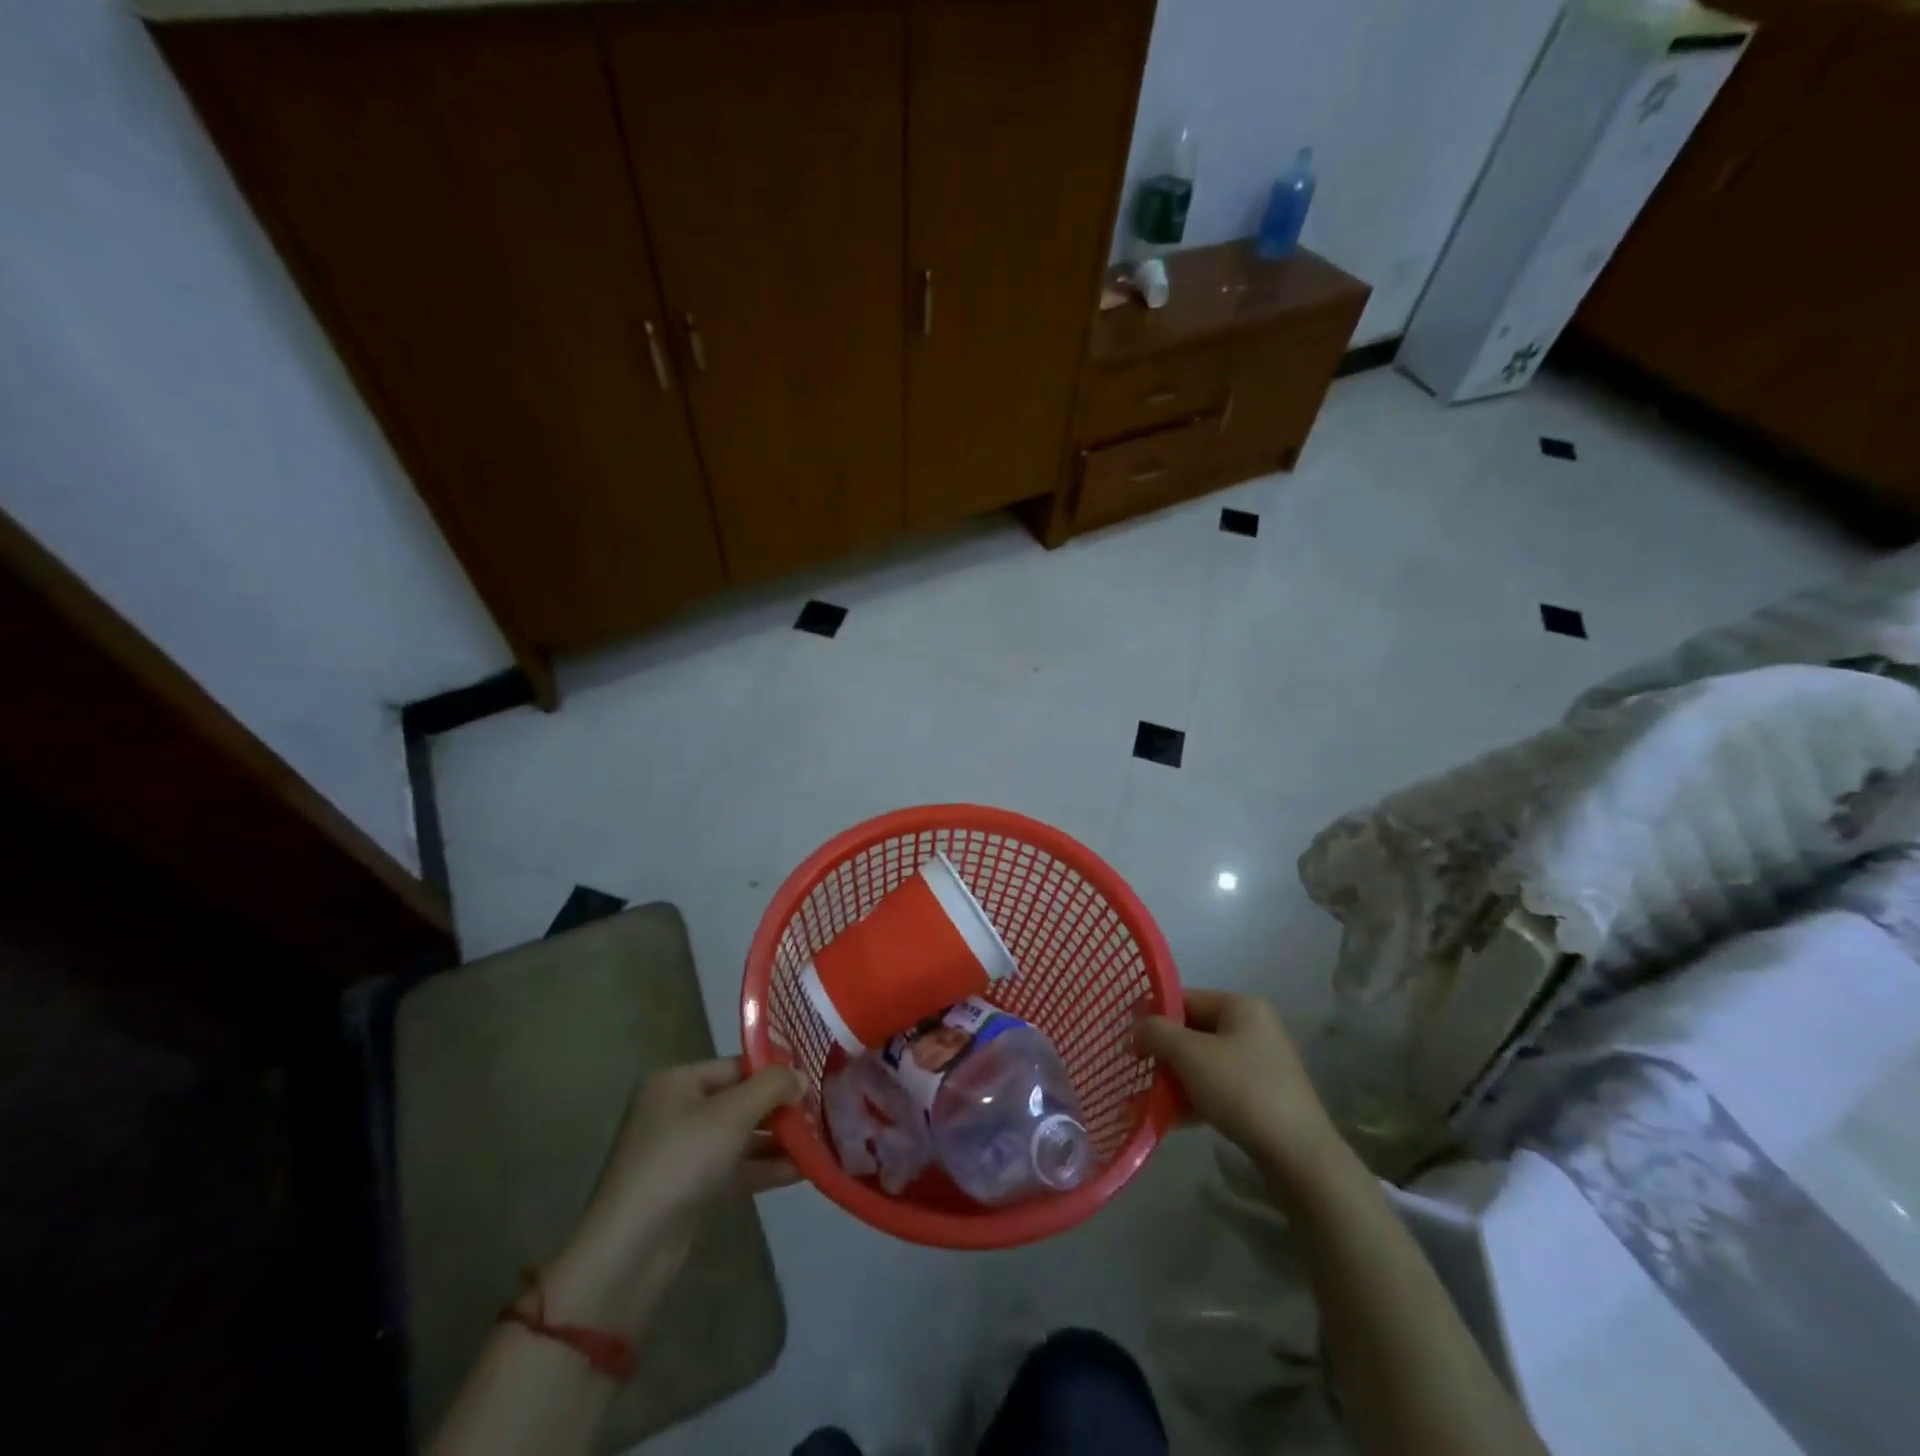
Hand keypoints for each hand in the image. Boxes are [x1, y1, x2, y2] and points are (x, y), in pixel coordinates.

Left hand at [543, 1059, 800, 1331]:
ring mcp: (682, 1153)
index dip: (773, 1072)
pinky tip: (802, 1170)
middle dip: (779, 1108)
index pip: (735, 1066)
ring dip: (777, 1140)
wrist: (631, 1250)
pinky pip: (735, 1167)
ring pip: (740, 1137)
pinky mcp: (690, 1189)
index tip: (812, 1080)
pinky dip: (764, 1167)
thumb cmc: (680, 1162)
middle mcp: (676, 1111)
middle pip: (739, 1101)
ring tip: (820, 1140)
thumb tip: (801, 1076)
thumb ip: (771, 1088)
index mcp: (675, 1082)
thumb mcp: (732, 1115)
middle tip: (822, 1111)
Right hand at [1136, 990, 1345, 1185]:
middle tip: (1137, 1074)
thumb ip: (1156, 1033)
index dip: (1154, 1018)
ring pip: (1203, 1063)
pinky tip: (1172, 1119)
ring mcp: (1260, 1063)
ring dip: (1174, 1080)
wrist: (1299, 1156)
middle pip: (1193, 1032)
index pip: (1185, 999)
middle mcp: (1253, 1027)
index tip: (1129, 1043)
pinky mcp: (1263, 1096)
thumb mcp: (1190, 1055)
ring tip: (1148, 1103)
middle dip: (1163, 1055)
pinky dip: (1194, 1098)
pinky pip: (1217, 1087)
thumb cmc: (1242, 1091)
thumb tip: (1135, 1028)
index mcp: (1241, 1006)